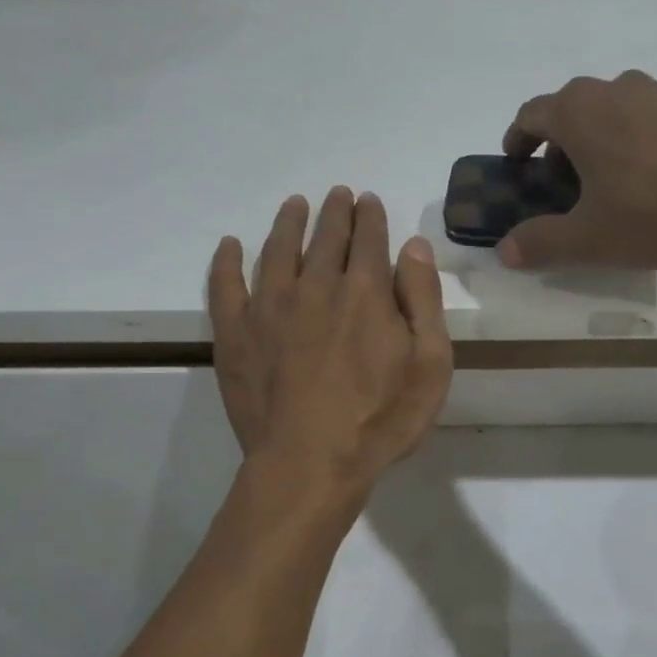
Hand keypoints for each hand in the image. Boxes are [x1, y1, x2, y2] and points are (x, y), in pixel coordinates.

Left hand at [208, 188, 452, 493]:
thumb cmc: (381, 418)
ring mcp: (269, 307)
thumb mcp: (430, 362)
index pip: (368, 239)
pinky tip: (230, 246)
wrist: (311, 463)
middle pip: (325, 237)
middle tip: (337, 194)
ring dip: (288, 223)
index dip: (370, 216)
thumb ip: (422, 299)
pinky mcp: (235, 334)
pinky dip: (227, 262)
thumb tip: (413, 245)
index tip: (368, 200)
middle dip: (334, 212)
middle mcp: (315, 286)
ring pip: (277, 250)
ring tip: (294, 205)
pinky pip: (226, 286)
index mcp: (364, 292)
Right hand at [497, 70, 656, 270]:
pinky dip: (638, 145)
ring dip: (601, 144)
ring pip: (614, 114)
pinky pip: (651, 121)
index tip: (516, 161)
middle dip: (560, 146)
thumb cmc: (654, 206)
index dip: (518, 138)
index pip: (532, 114)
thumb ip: (542, 243)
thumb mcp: (590, 237)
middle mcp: (615, 90)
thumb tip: (505, 251)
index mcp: (578, 112)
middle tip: (564, 185)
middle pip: (573, 111)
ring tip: (612, 187)